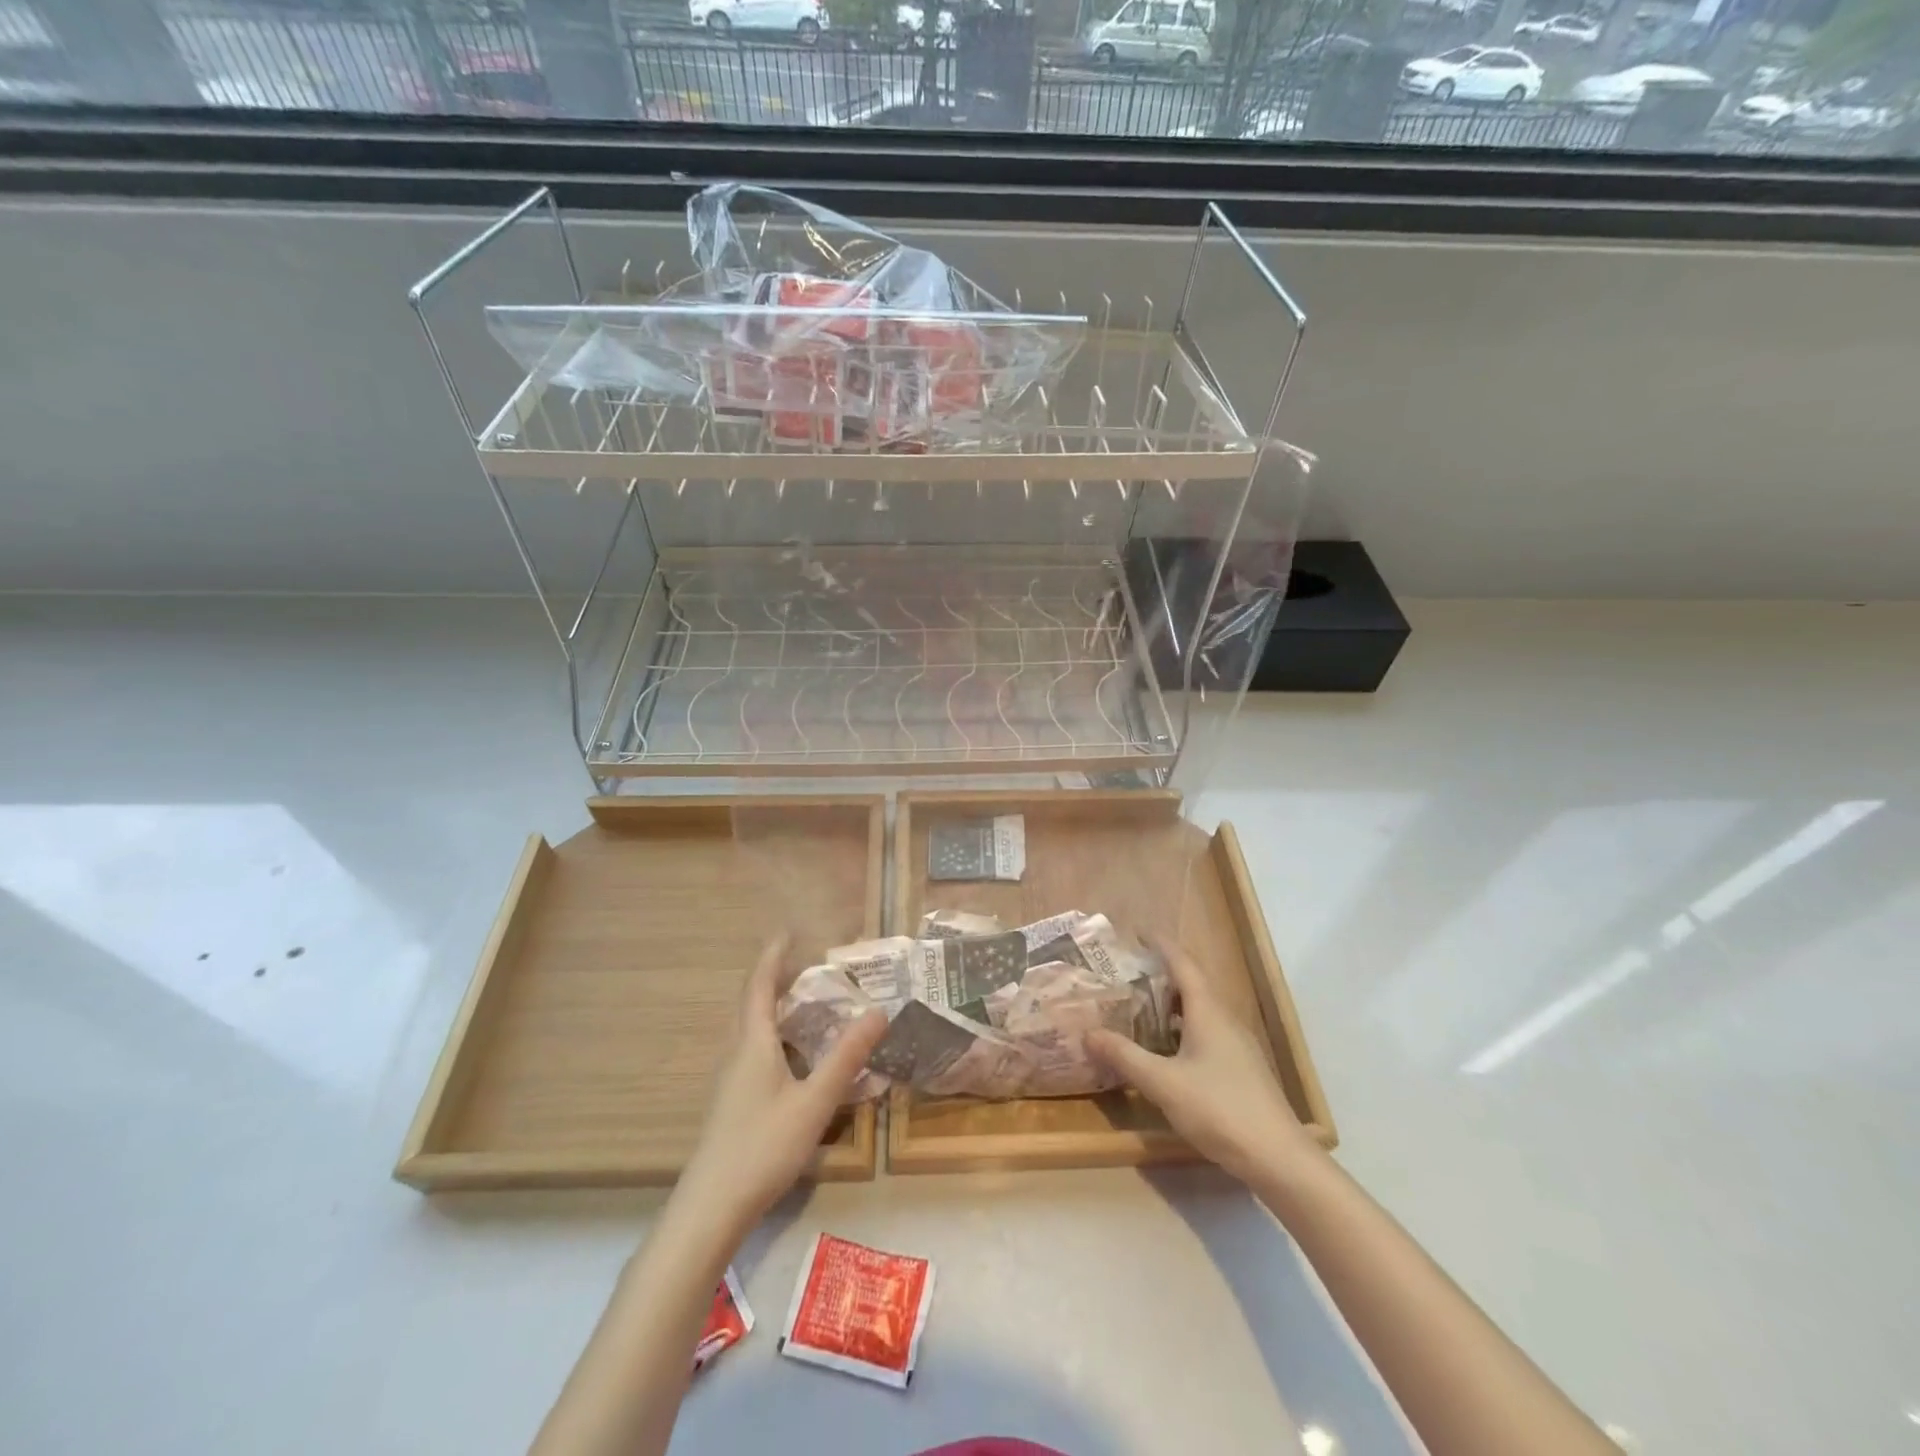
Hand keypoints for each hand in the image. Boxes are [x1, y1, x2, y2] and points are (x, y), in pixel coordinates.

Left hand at [676, 935, 887, 1237]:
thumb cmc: (763, 1146)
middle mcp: (736, 1051)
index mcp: (752, 1042)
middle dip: (774, 977)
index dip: (772, 955)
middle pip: (751, 1002)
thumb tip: (879, 1011)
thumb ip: (846, 1057)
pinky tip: (792, 1055)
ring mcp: (729, 1079)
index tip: (787, 930)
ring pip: (749, 1028)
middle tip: (806, 963)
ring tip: (803, 1001)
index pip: (759, 984)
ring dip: (772, 1006)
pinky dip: (772, 1034)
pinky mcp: (731, 1101)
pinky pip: (751, 1049)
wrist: (710, 1208)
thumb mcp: (815, 1101)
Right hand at [1086, 937, 1313, 1186]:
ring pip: (1200, 1009)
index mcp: (1208, 1011)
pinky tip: (1165, 1047)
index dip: (1161, 945)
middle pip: (1193, 983)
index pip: (1183, 963)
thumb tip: (1088, 1032)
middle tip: (1129, 970)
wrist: (1278, 1158)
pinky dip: (1182, 1026)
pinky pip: (1206, 1030)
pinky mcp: (1241, 1067)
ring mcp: (1237, 1044)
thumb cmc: (1219, 1109)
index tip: (1138, 932)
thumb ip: (1125, 1056)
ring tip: (1140, 1004)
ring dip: (1172, 1001)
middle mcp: (1224, 1018)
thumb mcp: (1163, 1083)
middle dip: (1162, 972)